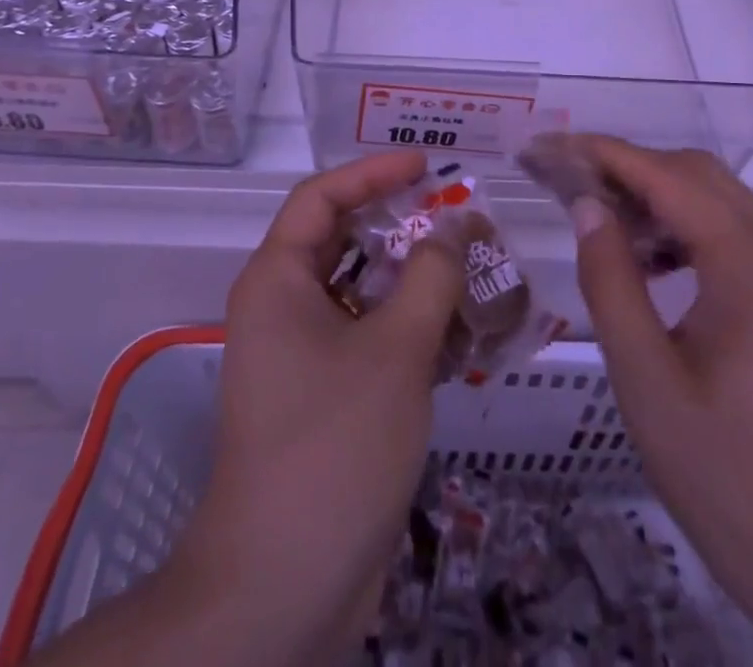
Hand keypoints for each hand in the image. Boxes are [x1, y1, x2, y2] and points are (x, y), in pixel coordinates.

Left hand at [165, 150, 461, 665]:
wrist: (283, 588)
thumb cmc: (333, 445)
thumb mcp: (395, 349)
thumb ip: (431, 276)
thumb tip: (455, 227)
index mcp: (278, 280)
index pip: (322, 197)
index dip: (373, 172)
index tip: (426, 164)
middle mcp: (284, 307)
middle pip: (346, 242)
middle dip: (404, 227)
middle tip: (460, 219)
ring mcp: (303, 355)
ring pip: (365, 293)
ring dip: (417, 280)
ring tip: (475, 272)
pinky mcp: (326, 395)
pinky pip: (372, 338)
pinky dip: (413, 328)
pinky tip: (464, 335)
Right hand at [568, 138, 752, 661]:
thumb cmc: (733, 482)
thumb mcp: (647, 383)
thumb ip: (610, 280)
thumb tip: (585, 204)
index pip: (667, 176)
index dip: (602, 154)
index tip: (546, 148)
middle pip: (697, 175)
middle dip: (626, 168)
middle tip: (564, 184)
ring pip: (718, 201)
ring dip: (655, 196)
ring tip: (598, 221)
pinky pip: (735, 236)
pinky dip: (685, 229)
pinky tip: (650, 262)